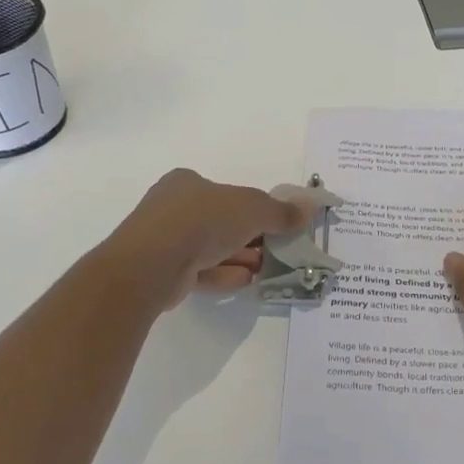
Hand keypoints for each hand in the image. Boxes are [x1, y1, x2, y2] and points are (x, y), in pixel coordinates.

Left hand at [107, 169, 312, 309]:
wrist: (152, 263)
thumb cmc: (203, 220)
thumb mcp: (252, 209)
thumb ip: (281, 211)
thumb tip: (311, 207)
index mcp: (187, 183)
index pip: (226, 192)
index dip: (253, 208)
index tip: (275, 224)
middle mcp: (172, 208)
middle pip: (220, 221)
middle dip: (249, 237)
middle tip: (275, 249)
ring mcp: (164, 241)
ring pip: (210, 248)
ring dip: (239, 257)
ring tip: (264, 268)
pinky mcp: (162, 272)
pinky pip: (199, 271)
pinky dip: (223, 273)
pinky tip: (244, 280)